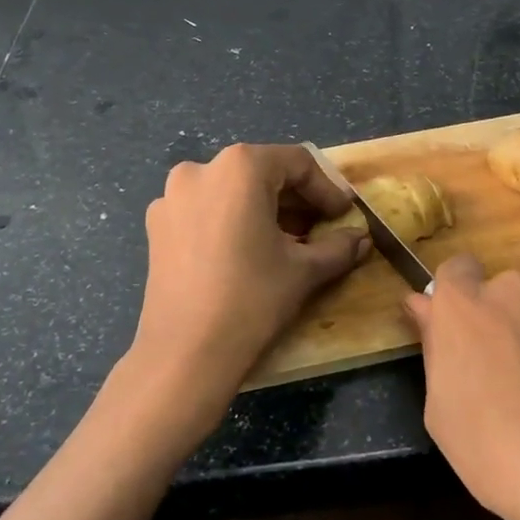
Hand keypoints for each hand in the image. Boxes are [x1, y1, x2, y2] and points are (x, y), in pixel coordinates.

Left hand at [125, 143, 366, 442]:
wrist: (184, 355)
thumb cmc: (252, 299)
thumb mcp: (304, 270)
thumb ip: (338, 247)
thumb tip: (362, 239)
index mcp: (240, 167)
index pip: (297, 164)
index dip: (327, 190)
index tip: (343, 216)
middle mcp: (201, 169)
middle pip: (262, 173)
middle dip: (296, 200)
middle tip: (321, 229)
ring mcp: (171, 198)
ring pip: (231, 192)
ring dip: (264, 211)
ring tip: (288, 243)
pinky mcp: (157, 227)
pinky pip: (205, 211)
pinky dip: (232, 222)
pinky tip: (248, 254)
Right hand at [405, 256, 519, 519]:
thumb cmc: (495, 452)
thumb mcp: (441, 411)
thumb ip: (436, 349)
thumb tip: (426, 309)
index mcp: (466, 305)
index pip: (455, 269)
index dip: (456, 297)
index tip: (456, 331)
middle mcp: (517, 293)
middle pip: (503, 294)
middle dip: (501, 323)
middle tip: (502, 376)